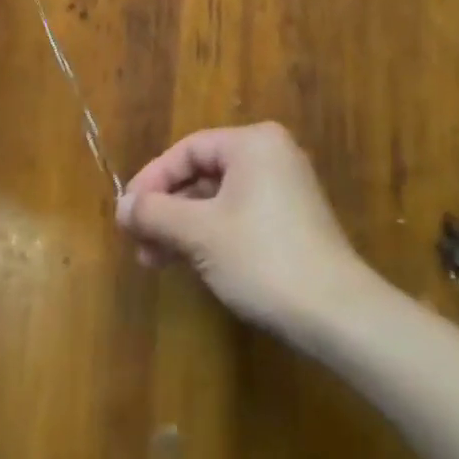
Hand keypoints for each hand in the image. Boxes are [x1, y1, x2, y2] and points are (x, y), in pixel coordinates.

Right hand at [116, 123, 364, 338]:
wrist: (337, 314)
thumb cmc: (262, 258)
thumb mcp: (198, 233)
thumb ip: (155, 212)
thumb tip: (121, 207)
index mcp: (252, 143)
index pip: (186, 150)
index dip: (151, 180)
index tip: (127, 214)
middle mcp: (271, 156)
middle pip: (201, 174)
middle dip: (166, 209)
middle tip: (138, 241)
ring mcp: (285, 189)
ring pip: (217, 198)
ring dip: (183, 226)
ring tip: (155, 260)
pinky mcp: (292, 221)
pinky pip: (238, 215)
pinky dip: (209, 235)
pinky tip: (190, 263)